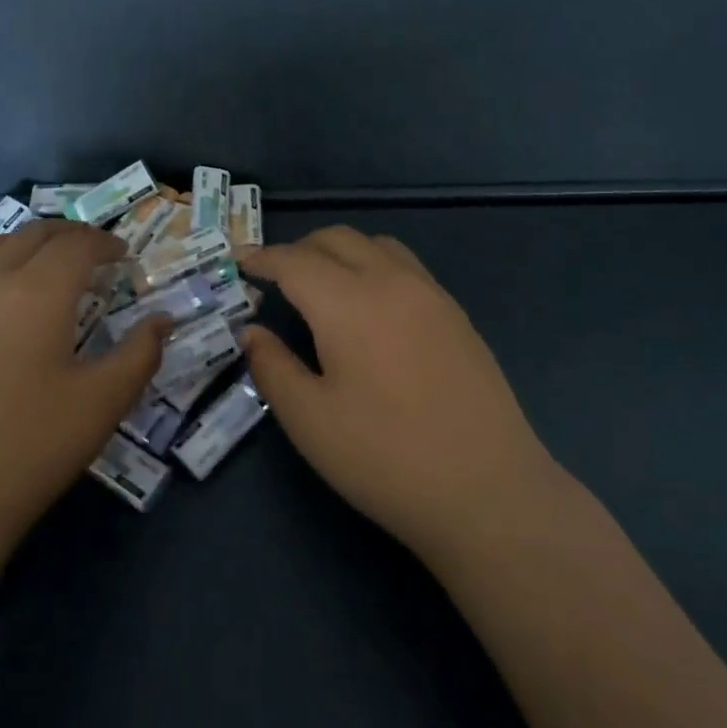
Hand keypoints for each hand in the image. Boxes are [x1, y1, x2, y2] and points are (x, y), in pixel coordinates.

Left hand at [0, 220, 168, 567]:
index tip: (123, 256)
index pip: (76, 245)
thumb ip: (140, 353)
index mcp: (36, 293)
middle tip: (93, 251)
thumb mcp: (102, 403)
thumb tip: (162, 321)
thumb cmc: (28, 449)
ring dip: (25, 242)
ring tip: (46, 261)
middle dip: (68, 235)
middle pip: (31, 235)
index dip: (104, 243)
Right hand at [241, 226, 557, 564]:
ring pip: (376, 245)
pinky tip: (371, 306)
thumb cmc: (385, 457)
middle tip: (275, 277)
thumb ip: (273, 367)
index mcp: (348, 302)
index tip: (239, 262)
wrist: (486, 488)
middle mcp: (390, 281)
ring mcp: (430, 293)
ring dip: (340, 251)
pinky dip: (375, 265)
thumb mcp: (310, 421)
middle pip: (336, 239)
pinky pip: (405, 265)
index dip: (262, 258)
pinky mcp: (455, 314)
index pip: (295, 261)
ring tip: (322, 285)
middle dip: (299, 249)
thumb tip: (252, 332)